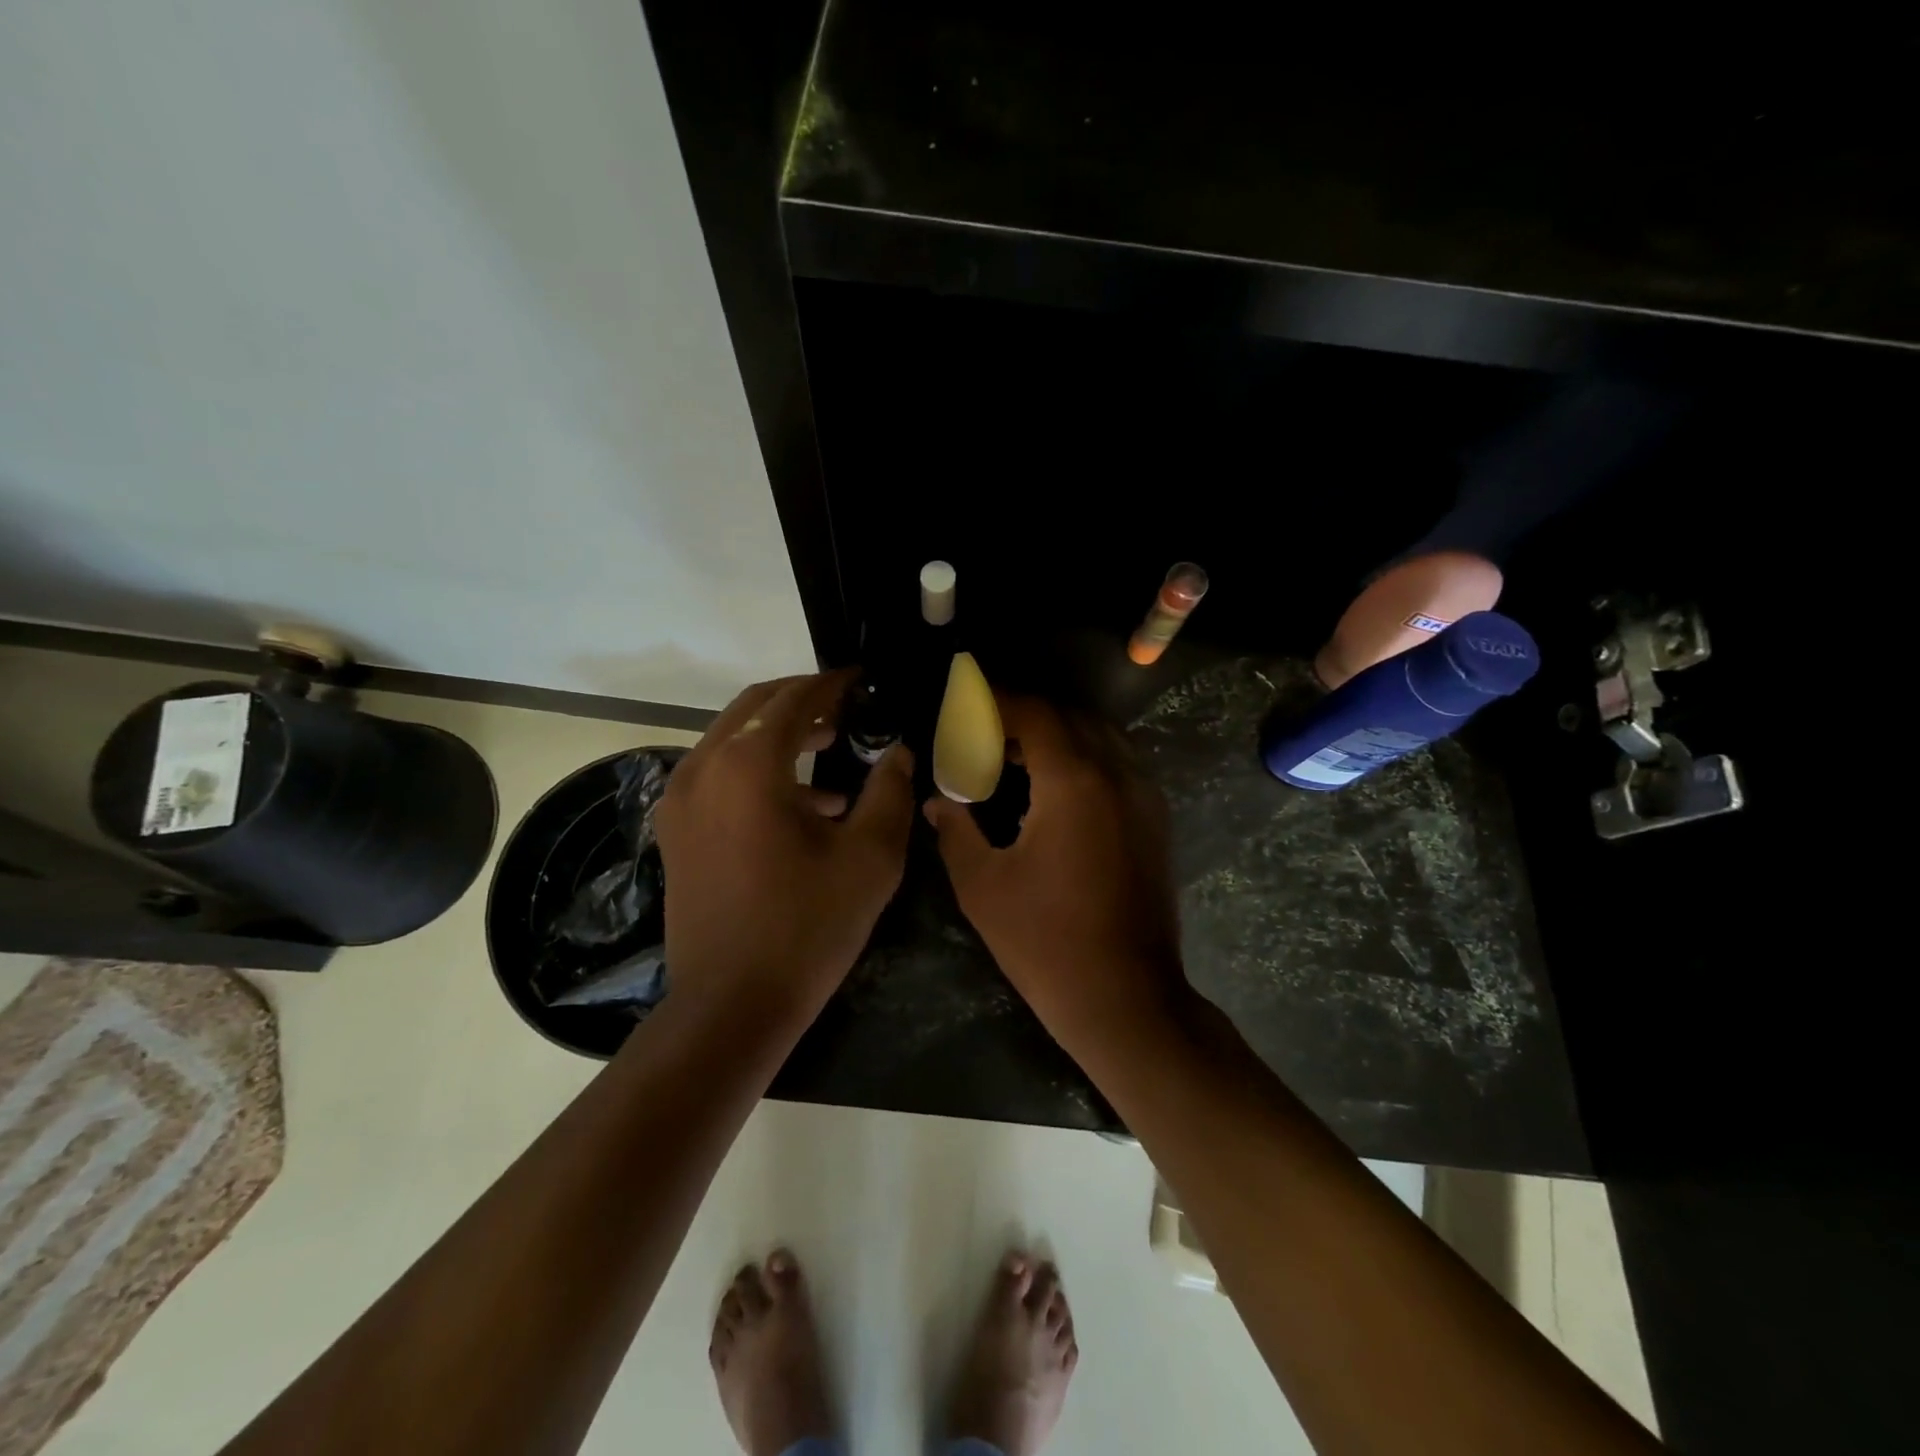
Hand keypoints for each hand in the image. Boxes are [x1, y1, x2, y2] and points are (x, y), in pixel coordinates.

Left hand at [657, 671, 914, 1017]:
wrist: (731, 1005)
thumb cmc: (808, 927)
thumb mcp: (870, 857)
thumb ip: (890, 792)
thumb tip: (899, 752)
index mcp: (749, 765)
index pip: (794, 699)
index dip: (831, 683)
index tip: (861, 679)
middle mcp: (704, 767)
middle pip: (754, 708)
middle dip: (803, 701)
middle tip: (848, 708)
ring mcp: (681, 800)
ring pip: (733, 739)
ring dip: (780, 734)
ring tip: (833, 750)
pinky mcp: (676, 830)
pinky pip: (719, 774)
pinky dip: (758, 769)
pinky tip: (806, 805)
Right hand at [926, 695, 1186, 1040]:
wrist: (1126, 998)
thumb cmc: (1045, 943)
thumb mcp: (983, 886)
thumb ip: (956, 830)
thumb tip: (936, 800)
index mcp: (1074, 782)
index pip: (1035, 713)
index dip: (997, 700)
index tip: (966, 701)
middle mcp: (1117, 774)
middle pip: (1069, 717)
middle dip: (1024, 716)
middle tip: (983, 732)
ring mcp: (1144, 796)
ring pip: (1099, 737)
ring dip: (1056, 734)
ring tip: (1014, 757)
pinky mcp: (1155, 820)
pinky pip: (1117, 763)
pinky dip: (1083, 757)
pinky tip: (1053, 787)